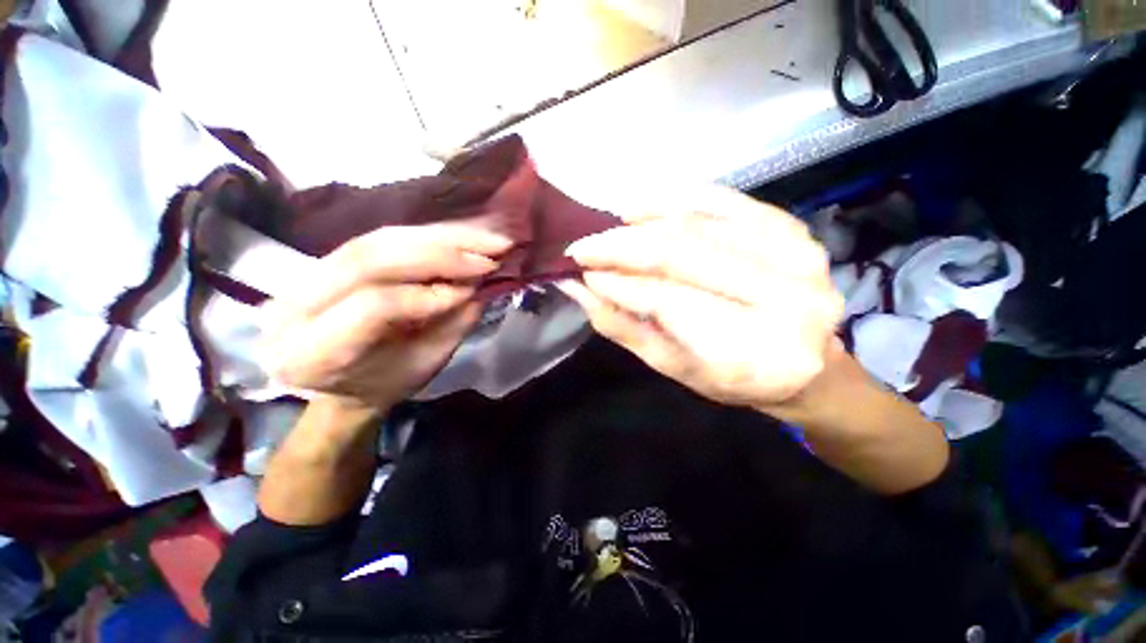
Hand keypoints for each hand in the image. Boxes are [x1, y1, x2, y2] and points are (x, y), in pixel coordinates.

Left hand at [259, 223, 511, 407]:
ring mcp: (303, 276)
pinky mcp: (324, 259)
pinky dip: (427, 235)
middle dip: (442, 251)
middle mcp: (294, 307)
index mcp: (315, 354)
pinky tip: (460, 236)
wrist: (344, 381)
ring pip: (377, 240)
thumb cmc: (387, 383)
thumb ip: (452, 323)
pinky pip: (380, 238)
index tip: (476, 288)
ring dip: (440, 236)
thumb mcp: (426, 363)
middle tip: (493, 248)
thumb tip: (480, 284)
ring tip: (486, 238)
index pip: (374, 305)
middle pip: (371, 258)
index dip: (431, 293)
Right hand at [561, 187, 843, 413]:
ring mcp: (796, 258)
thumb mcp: (669, 364)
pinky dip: (680, 200)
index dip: (617, 283)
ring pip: (699, 224)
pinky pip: (727, 203)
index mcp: (749, 355)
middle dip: (621, 247)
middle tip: (584, 246)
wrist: (805, 365)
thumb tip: (576, 287)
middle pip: (682, 255)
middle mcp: (783, 302)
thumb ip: (620, 325)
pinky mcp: (795, 232)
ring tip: (610, 229)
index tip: (579, 271)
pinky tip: (646, 208)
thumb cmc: (730, 377)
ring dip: (644, 221)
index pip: (666, 302)